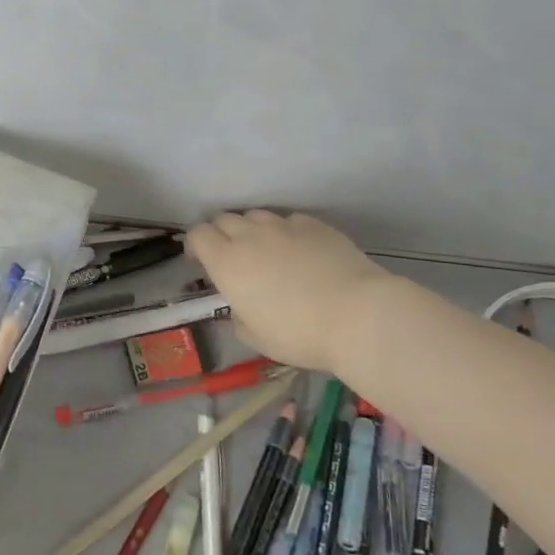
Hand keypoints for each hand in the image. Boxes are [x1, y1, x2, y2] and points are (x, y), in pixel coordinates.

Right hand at [186, 210, 393, 371]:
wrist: (357, 315)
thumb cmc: (299, 334)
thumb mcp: (256, 338)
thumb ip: (239, 317)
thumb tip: (241, 308)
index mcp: (227, 263)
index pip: (198, 235)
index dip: (196, 246)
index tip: (202, 262)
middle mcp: (250, 236)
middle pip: (224, 219)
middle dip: (221, 234)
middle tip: (232, 257)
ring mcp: (284, 227)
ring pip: (256, 216)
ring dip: (252, 229)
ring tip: (265, 250)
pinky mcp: (315, 226)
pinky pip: (289, 220)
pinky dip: (285, 231)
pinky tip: (299, 250)